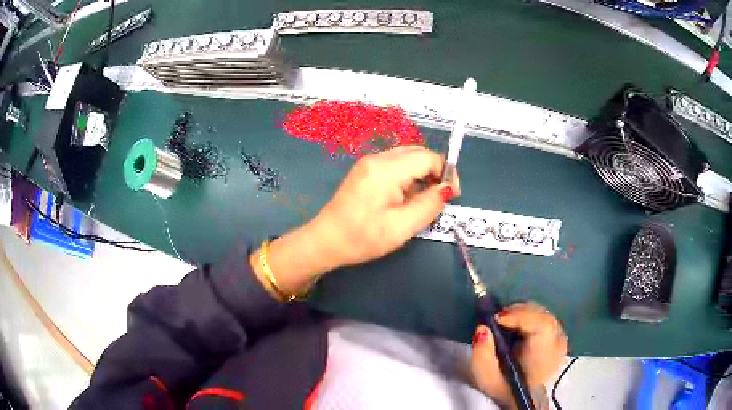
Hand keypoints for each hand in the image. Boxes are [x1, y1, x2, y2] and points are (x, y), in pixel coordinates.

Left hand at [312, 145, 460, 267]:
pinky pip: (395, 165)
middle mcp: (377, 158)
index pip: (428, 157)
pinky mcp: (365, 170)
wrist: (326, 241)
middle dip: (435, 171)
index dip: (446, 172)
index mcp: (386, 169)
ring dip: (422, 174)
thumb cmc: (362, 237)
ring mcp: (369, 163)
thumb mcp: (401, 227)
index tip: (453, 195)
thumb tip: (447, 189)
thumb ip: (429, 205)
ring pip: (407, 157)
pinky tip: (406, 198)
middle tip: (441, 197)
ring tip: (423, 201)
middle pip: (418, 153)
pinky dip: (408, 177)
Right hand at [470, 303, 567, 408]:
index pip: (542, 326)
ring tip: (504, 322)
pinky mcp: (558, 336)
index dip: (521, 316)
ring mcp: (561, 340)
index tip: (497, 318)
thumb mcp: (486, 378)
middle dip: (519, 313)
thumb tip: (482, 328)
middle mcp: (557, 346)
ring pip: (545, 315)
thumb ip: (482, 355)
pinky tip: (516, 325)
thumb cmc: (503, 387)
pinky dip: (529, 317)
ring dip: (523, 314)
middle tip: (497, 319)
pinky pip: (546, 318)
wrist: (521, 395)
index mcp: (543, 359)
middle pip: (544, 317)